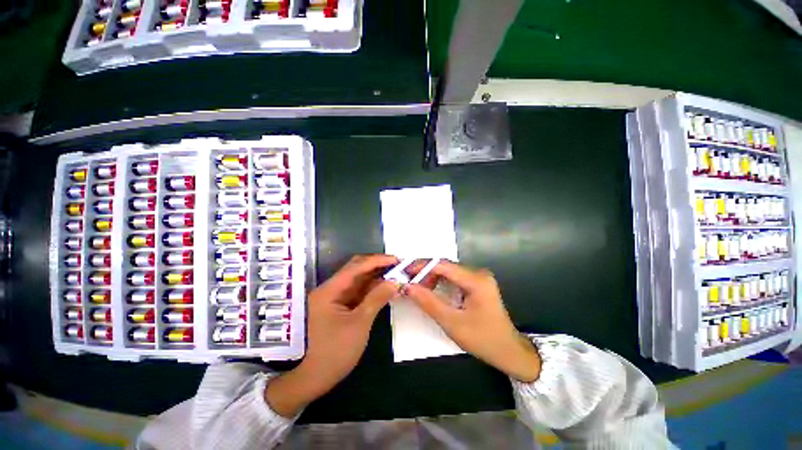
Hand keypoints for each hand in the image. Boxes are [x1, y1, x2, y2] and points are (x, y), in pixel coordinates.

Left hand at [266, 254, 398, 416]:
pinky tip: (384, 288)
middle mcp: (331, 289)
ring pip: (358, 280)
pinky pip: (357, 292)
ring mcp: (335, 298)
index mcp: (330, 289)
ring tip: (395, 275)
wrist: (311, 379)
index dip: (377, 260)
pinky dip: (371, 289)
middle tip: (398, 266)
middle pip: (356, 270)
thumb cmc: (334, 352)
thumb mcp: (359, 324)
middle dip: (377, 266)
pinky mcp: (339, 307)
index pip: (356, 266)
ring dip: (376, 277)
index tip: (396, 260)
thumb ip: (377, 298)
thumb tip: (394, 282)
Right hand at [403, 261, 541, 382]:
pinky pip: (454, 277)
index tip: (404, 271)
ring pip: (449, 271)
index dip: (422, 266)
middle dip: (425, 272)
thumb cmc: (483, 340)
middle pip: (446, 266)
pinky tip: (430, 289)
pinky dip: (440, 282)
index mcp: (476, 280)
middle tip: (408, 280)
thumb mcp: (452, 322)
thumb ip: (428, 302)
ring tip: (417, 287)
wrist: (509, 352)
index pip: (443, 265)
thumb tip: (407, 286)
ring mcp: (479, 278)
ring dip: (431, 277)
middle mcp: (478, 273)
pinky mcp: (477, 284)